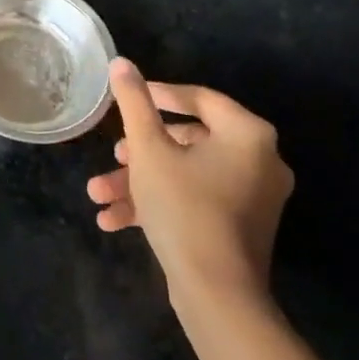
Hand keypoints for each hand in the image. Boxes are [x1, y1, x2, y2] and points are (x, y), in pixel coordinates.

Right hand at [87, 59, 293, 311]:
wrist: (218, 297)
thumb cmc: (183, 207)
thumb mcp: (148, 148)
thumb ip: (134, 101)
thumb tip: (121, 63)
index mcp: (247, 134)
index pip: (197, 98)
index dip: (156, 94)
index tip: (125, 97)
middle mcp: (259, 161)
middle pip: (187, 140)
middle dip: (139, 151)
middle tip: (113, 155)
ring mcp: (252, 197)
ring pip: (184, 174)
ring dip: (139, 182)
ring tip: (99, 195)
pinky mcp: (240, 227)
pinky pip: (195, 200)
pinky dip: (158, 204)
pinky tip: (114, 219)